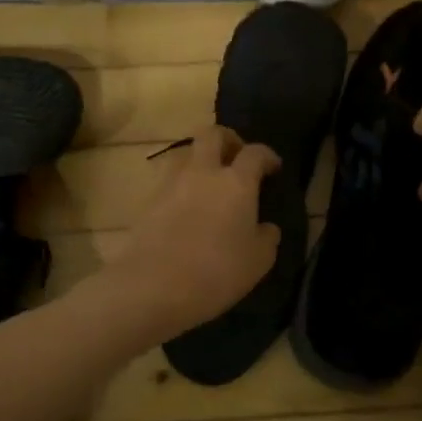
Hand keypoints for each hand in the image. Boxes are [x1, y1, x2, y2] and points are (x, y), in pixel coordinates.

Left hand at [102, 125, 281, 338]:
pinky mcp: (147, 201)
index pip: (255, 152)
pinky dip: (181, 186)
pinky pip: (168, 181)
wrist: (152, 286)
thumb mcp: (258, 262)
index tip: (273, 167)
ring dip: (199, 160)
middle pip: (212, 134)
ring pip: (185, 154)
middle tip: (236, 157)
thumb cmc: (216, 272)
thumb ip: (267, 238)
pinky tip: (187, 209)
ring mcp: (170, 184)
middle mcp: (202, 172)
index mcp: (236, 182)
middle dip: (227, 139)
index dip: (267, 155)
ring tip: (209, 183)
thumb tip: (266, 227)